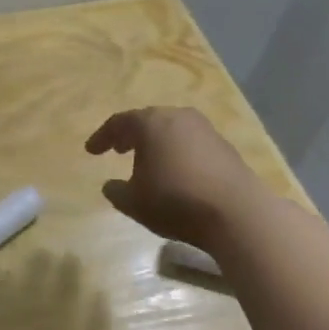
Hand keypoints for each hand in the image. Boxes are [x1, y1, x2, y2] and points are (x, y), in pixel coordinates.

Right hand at [85, 107, 264, 251]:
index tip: (91, 151)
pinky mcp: (225, 147)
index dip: (102, 137)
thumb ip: (117, 191)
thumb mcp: (134, 202)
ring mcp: (205, 130)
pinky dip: (177, 152)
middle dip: (131, 135)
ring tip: (147, 161)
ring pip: (172, 130)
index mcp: (151, 123)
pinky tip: (176, 172)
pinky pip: (191, 143)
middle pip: (148, 121)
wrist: (237, 212)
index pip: (119, 122)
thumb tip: (111, 185)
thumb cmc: (175, 201)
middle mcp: (178, 117)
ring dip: (156, 143)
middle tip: (119, 149)